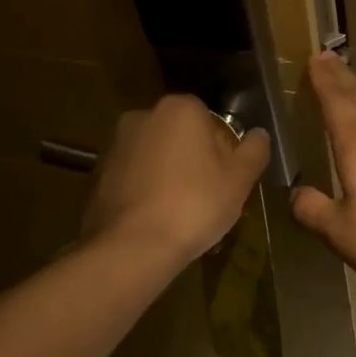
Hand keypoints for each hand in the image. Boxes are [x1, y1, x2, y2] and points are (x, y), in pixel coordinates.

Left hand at [81, 95, 270, 265]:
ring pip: (156, 157)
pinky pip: (133, 178)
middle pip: (181, 136)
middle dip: (194, 161)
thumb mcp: (240, 179)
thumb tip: (259, 134)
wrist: (132, 248)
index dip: (223, 150)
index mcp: (179, 108)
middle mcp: (143, 116)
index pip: (210, 120)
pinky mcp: (97, 175)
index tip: (226, 178)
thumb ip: (255, 150)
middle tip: (208, 198)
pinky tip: (155, 222)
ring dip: (169, 177)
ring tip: (181, 216)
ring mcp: (115, 145)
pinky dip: (145, 192)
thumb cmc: (195, 204)